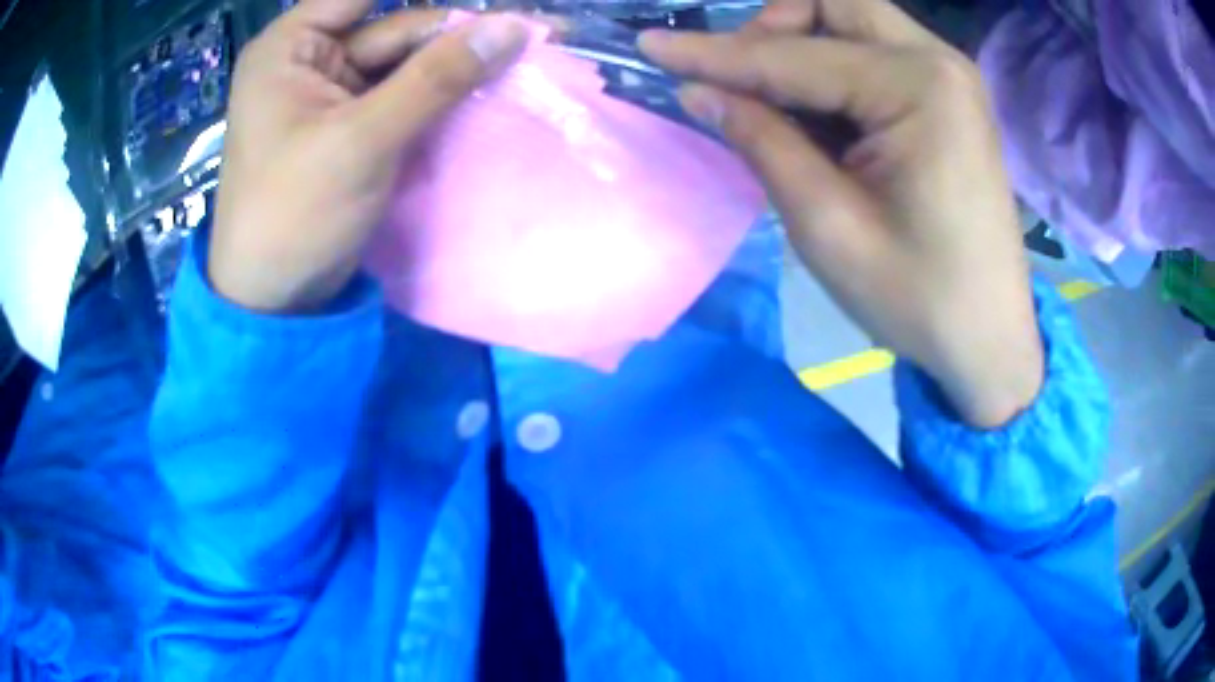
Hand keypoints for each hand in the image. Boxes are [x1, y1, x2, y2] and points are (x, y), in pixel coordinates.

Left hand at [209, 1, 527, 312]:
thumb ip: (437, 78)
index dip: (431, 0)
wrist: (275, 302)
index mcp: (290, 46)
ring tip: (519, 61)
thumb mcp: (363, 140)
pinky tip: (483, 89)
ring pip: (405, 61)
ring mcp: (331, 91)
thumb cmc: (294, 214)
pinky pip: (402, 93)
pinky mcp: (350, 124)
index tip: (492, 7)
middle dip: (454, 34)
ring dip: (454, 65)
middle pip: (394, 27)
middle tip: (530, 36)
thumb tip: (513, 27)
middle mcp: (309, 58)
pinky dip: (439, 94)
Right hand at [640, 0, 1043, 427]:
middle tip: (742, 80)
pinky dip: (832, 70)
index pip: (794, 55)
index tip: (651, 45)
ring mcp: (948, 76)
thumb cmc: (919, 299)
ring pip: (853, 20)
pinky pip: (874, 54)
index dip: (715, 53)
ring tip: (775, 104)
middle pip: (833, 4)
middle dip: (773, 28)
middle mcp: (938, 61)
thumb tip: (698, 91)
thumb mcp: (828, 227)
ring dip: (801, 46)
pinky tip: (818, 117)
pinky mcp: (948, 98)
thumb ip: (762, 142)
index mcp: (919, 88)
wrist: (989, 341)